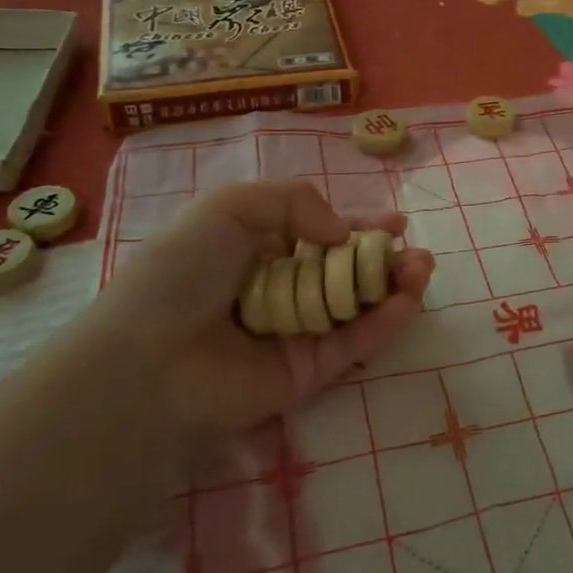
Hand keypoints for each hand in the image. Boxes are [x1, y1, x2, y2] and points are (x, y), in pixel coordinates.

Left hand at [84, 181, 433, 435]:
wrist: (151, 359)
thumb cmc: (183, 271)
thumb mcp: (230, 206)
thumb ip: (294, 200)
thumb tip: (340, 232)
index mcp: (258, 250)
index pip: (320, 235)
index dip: (358, 227)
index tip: (394, 223)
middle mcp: (281, 289)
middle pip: (345, 271)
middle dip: (384, 258)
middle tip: (416, 253)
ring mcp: (297, 333)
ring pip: (358, 306)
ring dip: (394, 286)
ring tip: (422, 269)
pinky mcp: (309, 372)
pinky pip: (355, 344)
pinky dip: (385, 323)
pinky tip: (408, 301)